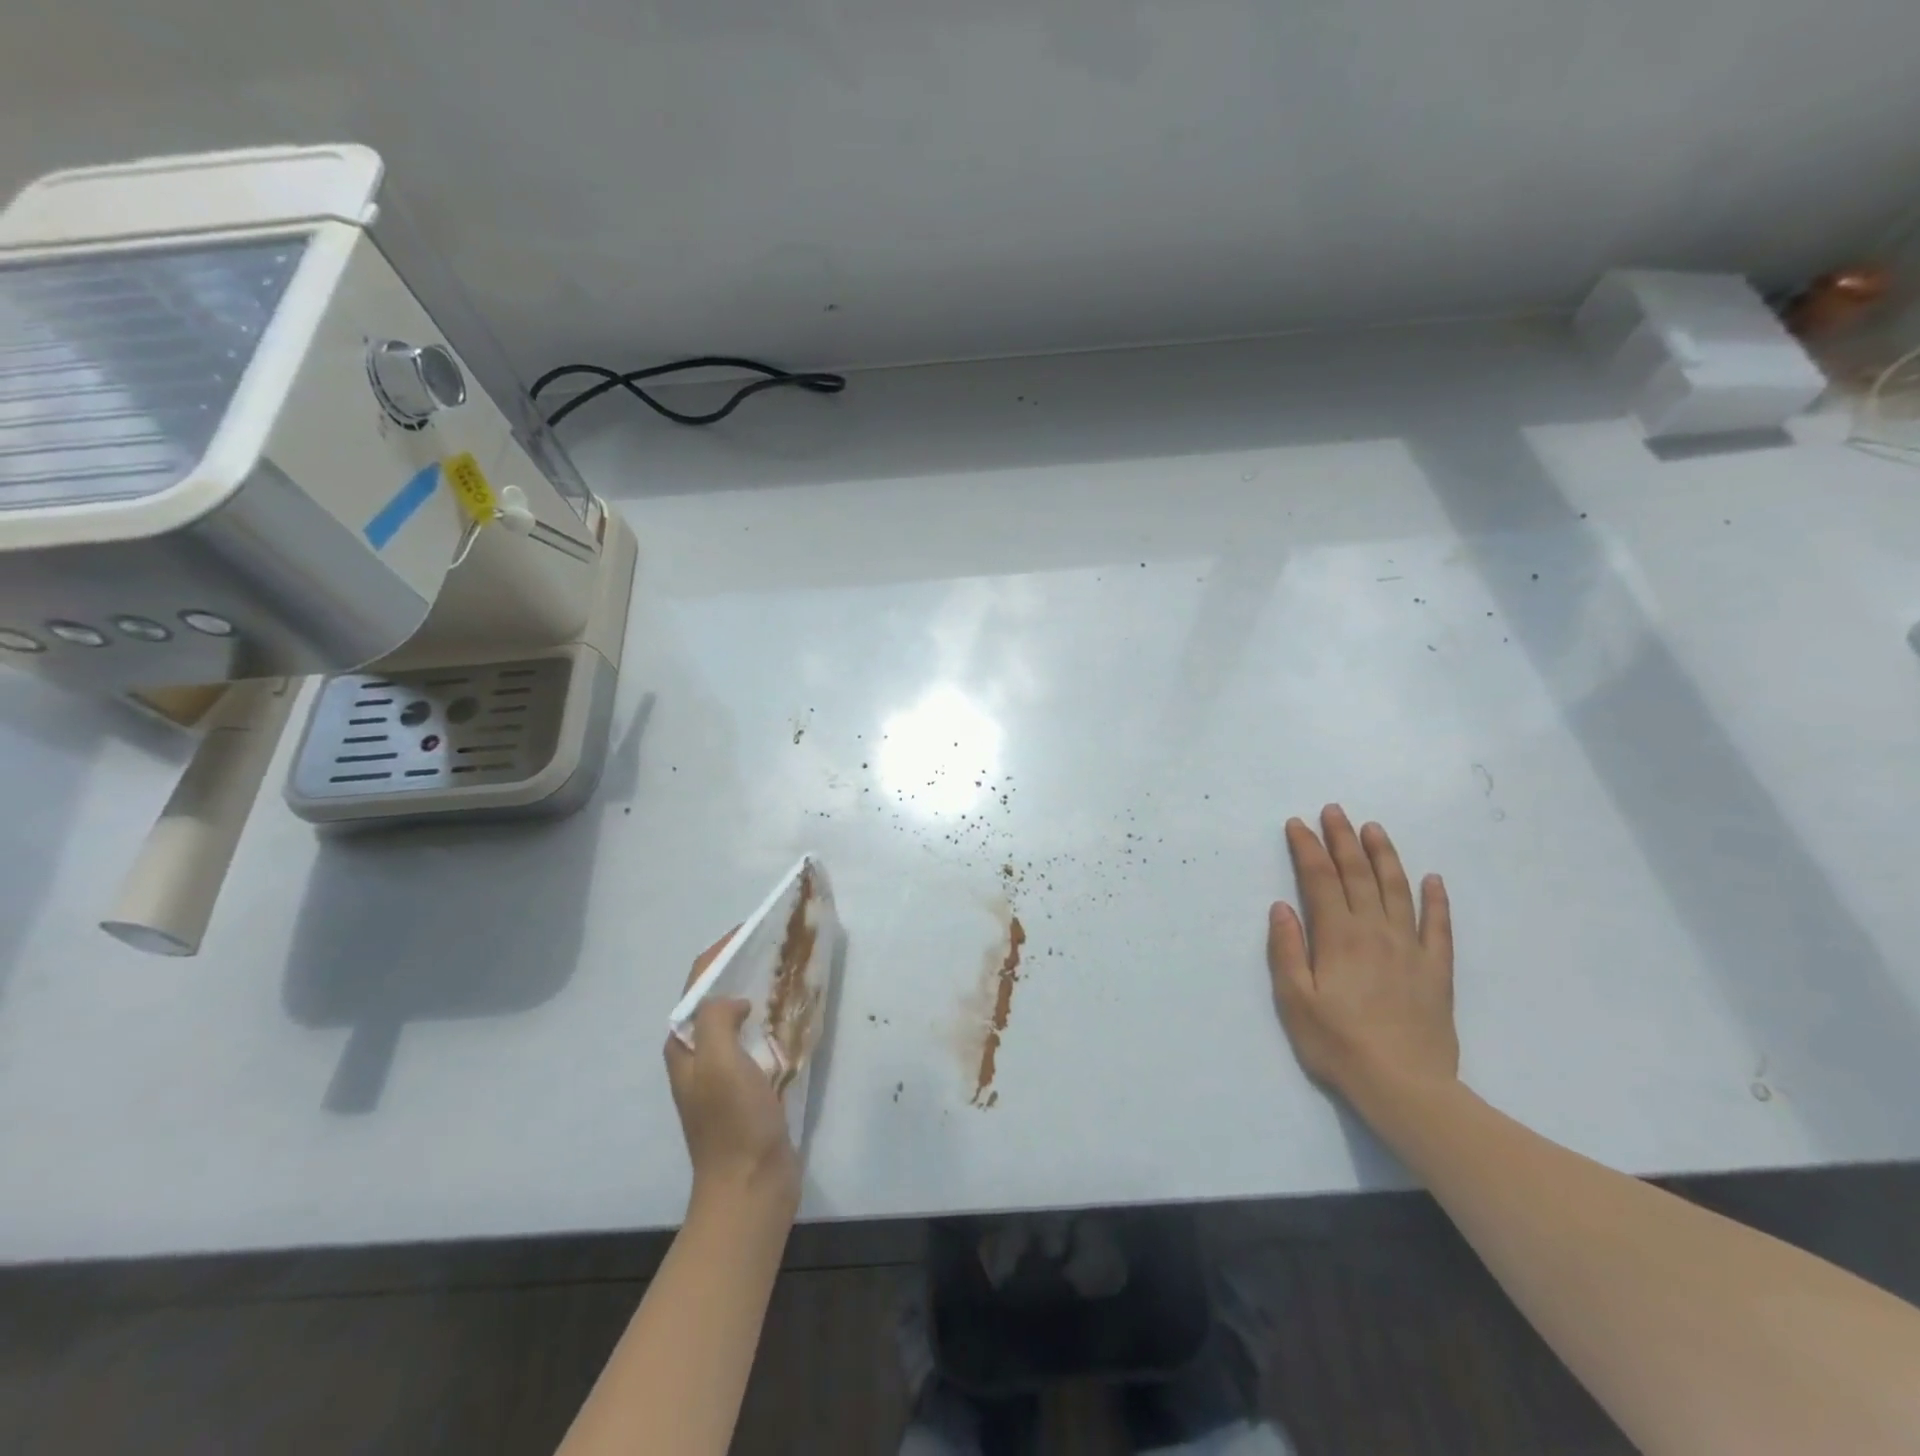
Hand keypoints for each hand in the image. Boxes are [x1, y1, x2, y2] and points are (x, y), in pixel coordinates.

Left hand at [665, 931, 799, 1208]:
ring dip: (756, 992)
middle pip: (714, 997)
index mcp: (684, 1045)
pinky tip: (790, 1017)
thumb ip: (717, 1020)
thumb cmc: (733, 1122)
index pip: (696, 983)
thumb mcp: (719, 1063)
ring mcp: (720, 1073)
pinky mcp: (744, 1088)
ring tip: (786, 974)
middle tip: (774, 948)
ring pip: (735, 1017)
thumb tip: (734, 1000)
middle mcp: (697, 1055)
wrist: (750, 1186)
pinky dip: (768, 1019)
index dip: (719, 952)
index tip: (750, 930)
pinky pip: (753, 1039)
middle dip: (739, 967)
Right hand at [1267, 806, 1456, 1108]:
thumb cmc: (1338, 1044)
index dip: (1308, 848)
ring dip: (1384, 856)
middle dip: (1342, 839)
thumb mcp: (1295, 999)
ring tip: (1373, 829)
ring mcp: (1410, 949)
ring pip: (1398, 889)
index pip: (1320, 879)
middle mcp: (1375, 931)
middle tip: (1334, 811)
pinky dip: (1436, 900)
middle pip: (1358, 874)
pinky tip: (1432, 880)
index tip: (1298, 824)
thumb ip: (1287, 950)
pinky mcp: (1437, 970)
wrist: (1405, 1087)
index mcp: (1338, 936)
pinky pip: (1439, 926)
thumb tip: (1282, 907)